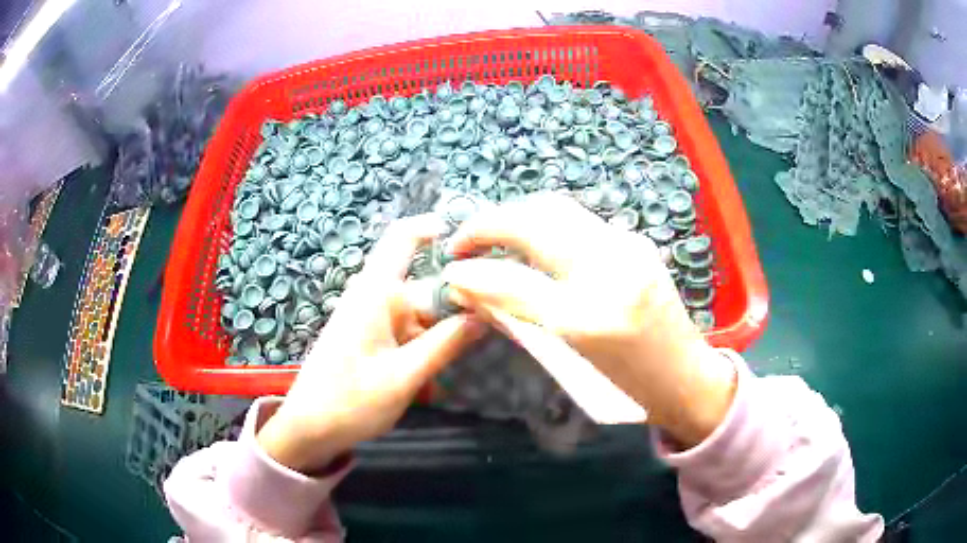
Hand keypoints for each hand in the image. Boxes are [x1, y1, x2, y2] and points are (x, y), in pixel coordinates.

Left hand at [257, 215, 484, 473]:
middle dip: (455, 308)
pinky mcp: (370, 338)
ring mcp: (371, 319)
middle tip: (489, 333)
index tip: (474, 241)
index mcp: (375, 293)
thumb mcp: (404, 377)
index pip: (403, 239)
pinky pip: (406, 333)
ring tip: (452, 371)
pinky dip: (422, 351)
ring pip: (419, 315)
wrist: (309, 430)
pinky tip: (429, 384)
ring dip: (439, 339)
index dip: (435, 228)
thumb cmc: (350, 402)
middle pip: (424, 286)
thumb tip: (484, 315)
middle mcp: (373, 298)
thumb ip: (446, 343)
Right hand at [441, 193, 735, 447]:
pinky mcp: (639, 241)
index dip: (473, 270)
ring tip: (491, 235)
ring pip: (558, 209)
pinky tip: (532, 238)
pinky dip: (545, 221)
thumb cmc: (628, 383)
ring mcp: (629, 248)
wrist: (685, 374)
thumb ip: (518, 315)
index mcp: (589, 318)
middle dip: (490, 222)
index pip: (514, 279)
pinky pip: (580, 221)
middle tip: (464, 240)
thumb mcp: (569, 356)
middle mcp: (611, 271)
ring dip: (516, 215)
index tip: (449, 268)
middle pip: (537, 220)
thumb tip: (471, 288)